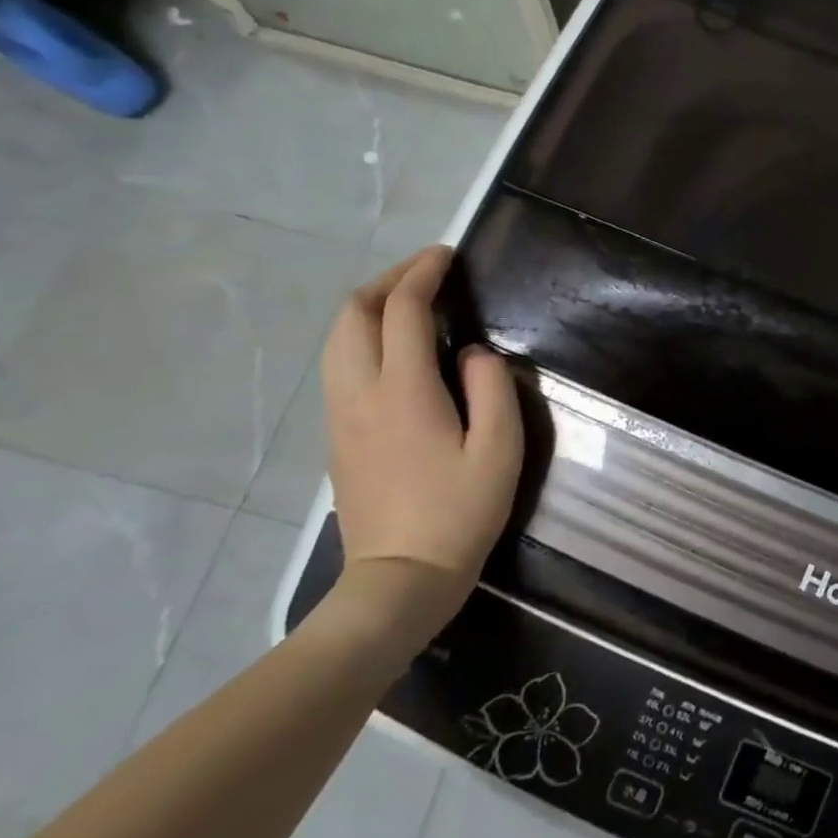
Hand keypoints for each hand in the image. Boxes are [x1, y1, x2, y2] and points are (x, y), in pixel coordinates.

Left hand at [320, 246, 523, 644]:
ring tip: (409, 301)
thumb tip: (472, 354)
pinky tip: (394, 347)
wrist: (399, 582)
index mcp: (403, 392)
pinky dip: (361, 335)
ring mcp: (341, 417)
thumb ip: (492, 388)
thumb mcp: (500, 449)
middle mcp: (360, 395)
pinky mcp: (338, 437)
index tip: (448, 255)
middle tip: (427, 272)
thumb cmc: (460, 513)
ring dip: (369, 307)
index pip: (401, 311)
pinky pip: (339, 365)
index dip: (423, 274)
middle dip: (387, 280)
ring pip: (337, 340)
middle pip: (352, 315)